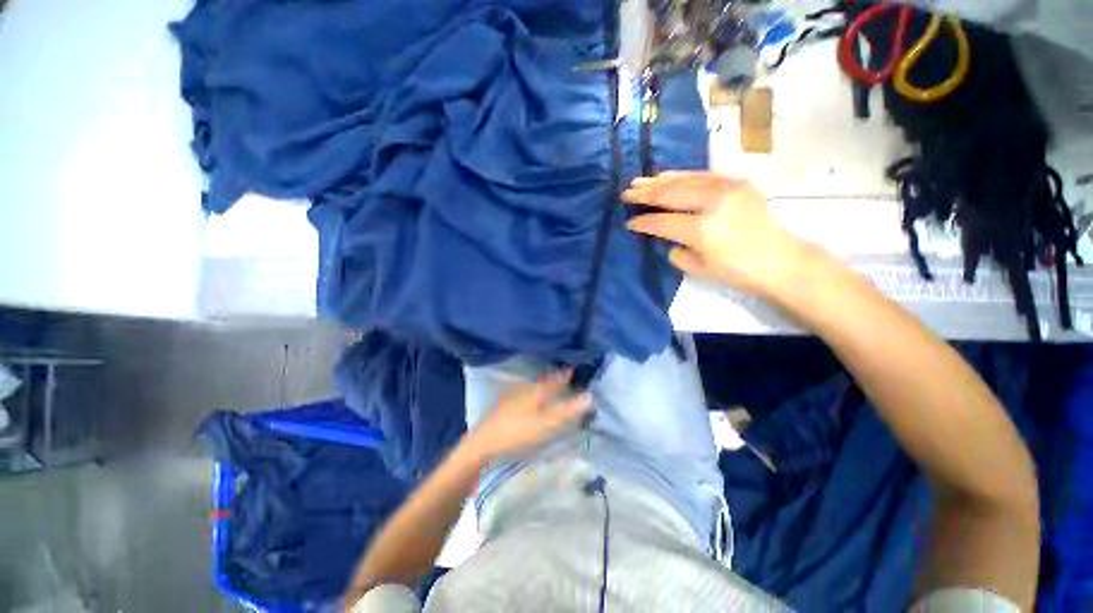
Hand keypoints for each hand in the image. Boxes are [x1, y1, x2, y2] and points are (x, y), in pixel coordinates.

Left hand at [465, 370, 592, 462]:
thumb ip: (567, 410)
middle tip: (569, 377)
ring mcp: (515, 396)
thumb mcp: (546, 423)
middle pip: (545, 381)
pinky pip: (528, 394)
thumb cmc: (517, 431)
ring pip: (535, 387)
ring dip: (547, 386)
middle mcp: (526, 389)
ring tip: (556, 388)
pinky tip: (536, 401)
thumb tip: (590, 396)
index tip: (576, 367)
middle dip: (557, 379)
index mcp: (537, 390)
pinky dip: (536, 394)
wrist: (483, 443)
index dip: (566, 373)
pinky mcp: (507, 406)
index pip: (556, 378)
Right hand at [623, 171, 810, 299]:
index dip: (642, 221)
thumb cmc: (735, 270)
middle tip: (625, 193)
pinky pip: (702, 174)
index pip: (661, 221)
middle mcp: (711, 203)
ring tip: (639, 181)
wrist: (778, 258)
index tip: (628, 222)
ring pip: (683, 180)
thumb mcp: (697, 267)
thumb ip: (675, 248)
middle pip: (669, 194)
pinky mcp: (736, 181)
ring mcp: (726, 188)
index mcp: (700, 229)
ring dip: (658, 181)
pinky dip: (681, 175)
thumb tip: (665, 233)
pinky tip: (666, 175)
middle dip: (644, 194)